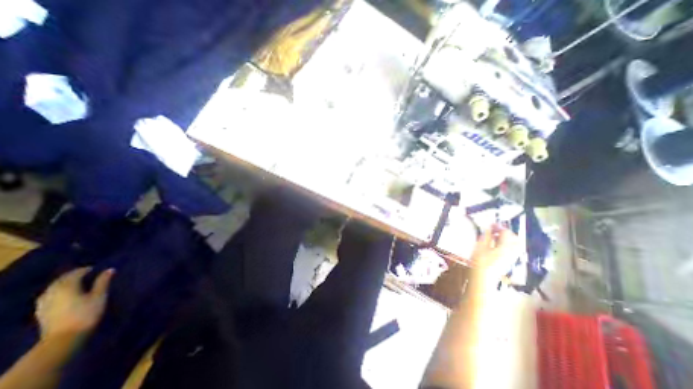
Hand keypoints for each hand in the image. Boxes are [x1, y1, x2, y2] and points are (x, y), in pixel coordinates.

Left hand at [35, 268, 113, 340]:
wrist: (64, 338)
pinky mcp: (41, 311)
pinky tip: (62, 294)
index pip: (75, 274)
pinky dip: (56, 291)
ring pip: (52, 288)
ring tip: (75, 282)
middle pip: (61, 280)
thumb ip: (103, 282)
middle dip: (72, 275)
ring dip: (63, 283)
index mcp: (67, 287)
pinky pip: (48, 296)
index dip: (85, 270)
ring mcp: (44, 303)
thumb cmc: (87, 313)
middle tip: (85, 273)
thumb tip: (109, 270)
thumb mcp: (99, 296)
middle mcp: (52, 292)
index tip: (95, 268)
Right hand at [471, 227, 519, 287]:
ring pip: (515, 245)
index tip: (490, 224)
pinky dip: (507, 245)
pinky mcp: (508, 262)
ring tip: (496, 236)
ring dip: (508, 238)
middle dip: (506, 232)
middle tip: (495, 229)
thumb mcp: (480, 246)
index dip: (498, 227)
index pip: (506, 233)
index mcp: (505, 246)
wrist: (483, 278)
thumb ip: (486, 236)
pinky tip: (497, 245)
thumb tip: (489, 229)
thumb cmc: (480, 261)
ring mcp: (511, 257)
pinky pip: (512, 250)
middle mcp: (511, 251)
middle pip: (515, 239)